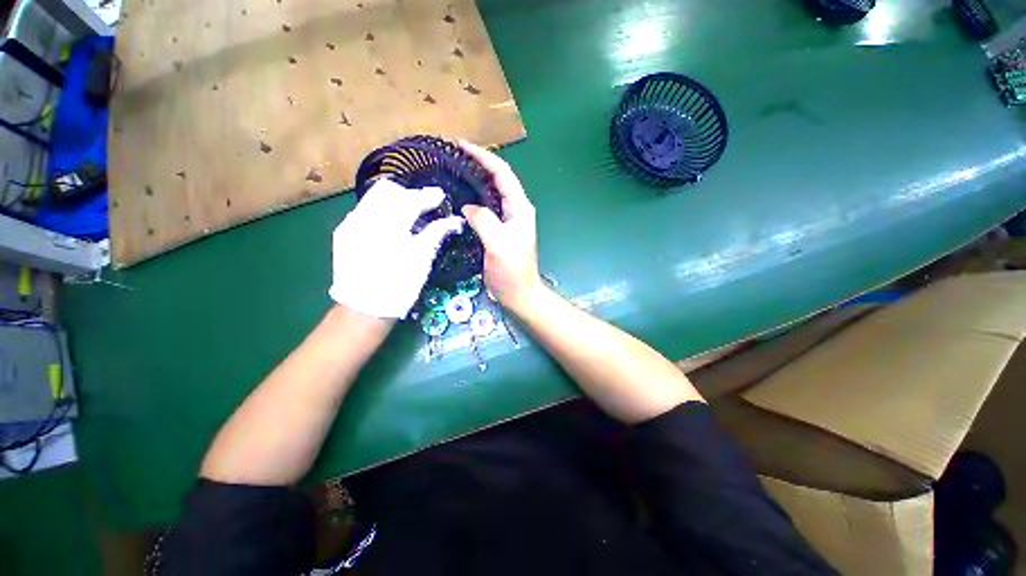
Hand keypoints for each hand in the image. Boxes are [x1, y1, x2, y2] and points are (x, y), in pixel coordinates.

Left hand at [329, 179, 463, 318]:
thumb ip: (436, 233)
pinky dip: (382, 213)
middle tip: (426, 205)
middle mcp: (364, 218)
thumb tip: (455, 220)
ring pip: (374, 199)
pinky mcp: (343, 233)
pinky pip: (365, 212)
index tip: (440, 196)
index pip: (410, 199)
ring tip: (410, 215)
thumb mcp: (422, 259)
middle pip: (388, 191)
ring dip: (395, 202)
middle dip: (409, 195)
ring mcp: (350, 224)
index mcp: (388, 226)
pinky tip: (392, 228)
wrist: (365, 308)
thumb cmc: (400, 286)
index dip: (427, 197)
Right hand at [459, 140, 542, 312]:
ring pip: (492, 192)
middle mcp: (516, 209)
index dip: (483, 156)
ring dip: (476, 178)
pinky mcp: (501, 229)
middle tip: (454, 155)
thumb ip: (484, 220)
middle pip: (498, 178)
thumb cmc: (511, 271)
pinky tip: (461, 197)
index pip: (502, 173)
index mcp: (520, 207)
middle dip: (479, 163)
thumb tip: (468, 207)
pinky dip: (474, 197)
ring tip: (455, 170)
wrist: (519, 293)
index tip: (461, 145)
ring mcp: (509, 220)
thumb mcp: (498, 244)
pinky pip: (487, 207)